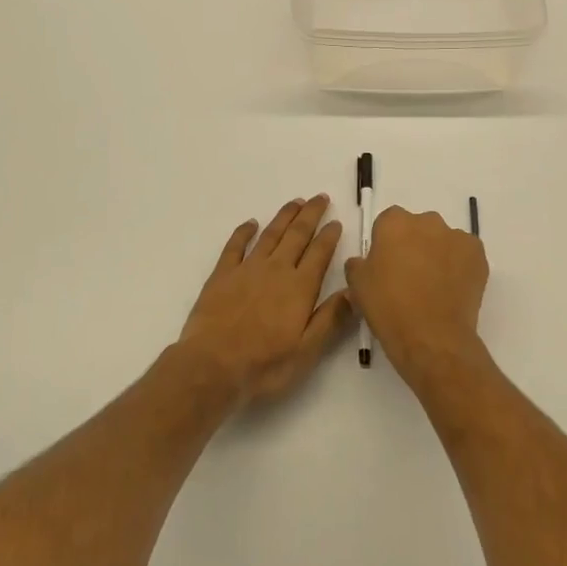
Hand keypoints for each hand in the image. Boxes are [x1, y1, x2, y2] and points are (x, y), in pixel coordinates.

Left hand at [177, 196, 353, 402]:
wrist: (212, 367)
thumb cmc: (264, 365)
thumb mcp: (307, 350)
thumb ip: (331, 318)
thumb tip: (354, 290)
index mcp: (299, 287)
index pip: (320, 253)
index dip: (329, 236)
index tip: (336, 222)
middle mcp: (276, 269)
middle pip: (297, 234)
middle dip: (311, 214)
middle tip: (320, 198)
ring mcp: (247, 269)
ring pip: (270, 234)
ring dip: (285, 216)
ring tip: (296, 202)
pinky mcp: (222, 274)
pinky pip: (235, 245)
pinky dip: (244, 231)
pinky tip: (251, 223)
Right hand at [346, 206, 488, 383]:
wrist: (432, 338)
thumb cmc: (389, 308)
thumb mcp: (358, 286)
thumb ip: (358, 264)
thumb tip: (363, 262)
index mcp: (394, 223)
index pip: (388, 223)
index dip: (386, 244)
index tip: (386, 266)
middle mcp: (427, 221)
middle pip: (418, 228)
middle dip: (414, 245)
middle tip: (409, 277)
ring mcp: (456, 236)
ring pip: (443, 240)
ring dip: (438, 254)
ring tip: (434, 287)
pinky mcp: (477, 254)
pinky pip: (464, 253)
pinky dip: (459, 266)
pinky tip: (452, 290)